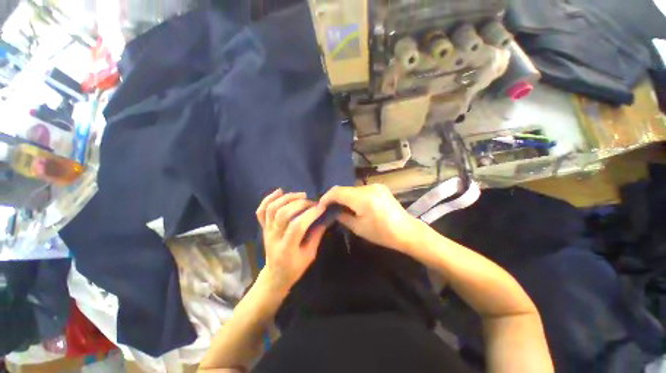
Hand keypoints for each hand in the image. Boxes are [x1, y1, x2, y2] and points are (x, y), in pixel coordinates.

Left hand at [256, 189, 327, 293]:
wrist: (275, 275)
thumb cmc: (294, 268)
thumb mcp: (309, 256)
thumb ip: (316, 236)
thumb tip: (324, 219)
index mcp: (286, 248)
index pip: (297, 226)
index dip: (310, 214)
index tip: (322, 207)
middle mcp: (273, 237)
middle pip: (283, 214)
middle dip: (300, 204)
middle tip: (313, 202)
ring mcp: (266, 230)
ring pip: (272, 209)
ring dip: (287, 198)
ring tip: (302, 195)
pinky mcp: (263, 227)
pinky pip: (261, 210)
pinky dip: (268, 198)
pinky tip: (280, 191)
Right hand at [319, 184, 422, 253]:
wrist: (406, 231)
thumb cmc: (382, 233)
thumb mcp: (358, 228)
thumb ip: (343, 217)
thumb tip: (334, 212)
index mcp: (362, 198)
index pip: (337, 192)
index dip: (326, 197)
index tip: (320, 205)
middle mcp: (368, 188)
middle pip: (344, 189)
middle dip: (335, 197)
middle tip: (329, 207)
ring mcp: (375, 186)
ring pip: (352, 189)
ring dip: (345, 196)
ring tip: (341, 207)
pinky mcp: (380, 188)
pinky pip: (361, 190)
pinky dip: (354, 196)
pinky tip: (354, 204)